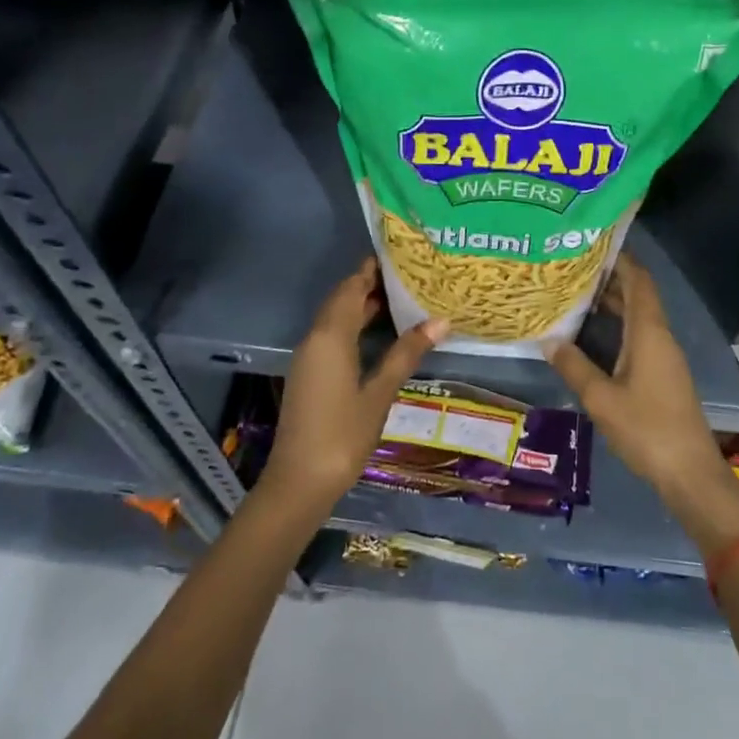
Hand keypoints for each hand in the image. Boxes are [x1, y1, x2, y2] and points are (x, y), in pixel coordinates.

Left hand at [259, 259, 446, 517]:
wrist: (299, 482)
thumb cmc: (342, 435)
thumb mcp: (380, 393)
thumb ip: (406, 353)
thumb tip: (440, 321)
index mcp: (331, 336)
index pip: (351, 287)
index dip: (372, 269)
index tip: (399, 256)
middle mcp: (315, 338)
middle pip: (342, 299)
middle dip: (370, 284)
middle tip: (408, 276)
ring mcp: (309, 357)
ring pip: (336, 317)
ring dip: (362, 305)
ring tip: (401, 299)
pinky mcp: (310, 373)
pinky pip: (332, 335)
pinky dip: (354, 325)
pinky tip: (379, 334)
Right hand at [545, 254, 738, 552]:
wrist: (690, 473)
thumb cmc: (647, 429)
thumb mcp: (601, 399)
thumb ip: (574, 366)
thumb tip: (549, 339)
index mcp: (649, 333)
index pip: (639, 281)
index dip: (620, 259)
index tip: (592, 243)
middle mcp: (660, 337)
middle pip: (638, 295)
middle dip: (610, 278)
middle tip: (572, 268)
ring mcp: (664, 356)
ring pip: (638, 317)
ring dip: (613, 303)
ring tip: (576, 294)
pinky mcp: (662, 375)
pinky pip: (639, 336)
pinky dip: (617, 326)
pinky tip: (593, 335)